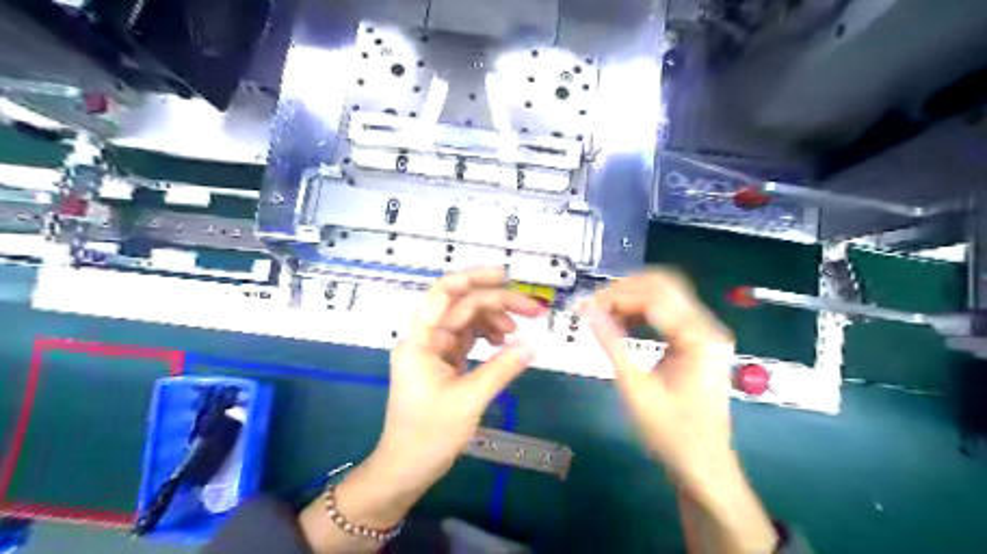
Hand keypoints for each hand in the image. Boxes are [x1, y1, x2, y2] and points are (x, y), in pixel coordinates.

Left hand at [301, 266, 543, 550]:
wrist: (406, 467)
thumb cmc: (430, 433)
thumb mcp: (470, 399)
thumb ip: (502, 367)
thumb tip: (533, 345)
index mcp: (421, 340)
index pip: (443, 294)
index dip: (473, 277)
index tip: (505, 276)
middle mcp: (425, 338)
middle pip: (463, 307)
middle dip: (498, 303)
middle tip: (533, 310)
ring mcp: (433, 350)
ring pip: (467, 321)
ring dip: (494, 320)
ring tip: (518, 332)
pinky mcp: (442, 363)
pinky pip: (467, 339)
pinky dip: (487, 337)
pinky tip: (504, 343)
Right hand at [580, 269, 775, 553]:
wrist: (704, 466)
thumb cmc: (671, 434)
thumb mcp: (635, 388)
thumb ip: (611, 344)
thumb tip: (586, 311)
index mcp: (698, 337)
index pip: (653, 296)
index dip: (615, 295)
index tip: (584, 306)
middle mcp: (707, 326)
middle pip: (663, 285)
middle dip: (624, 289)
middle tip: (593, 305)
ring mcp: (705, 332)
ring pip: (665, 295)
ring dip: (631, 299)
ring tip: (601, 314)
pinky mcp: (698, 341)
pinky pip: (667, 313)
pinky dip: (641, 312)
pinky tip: (620, 323)